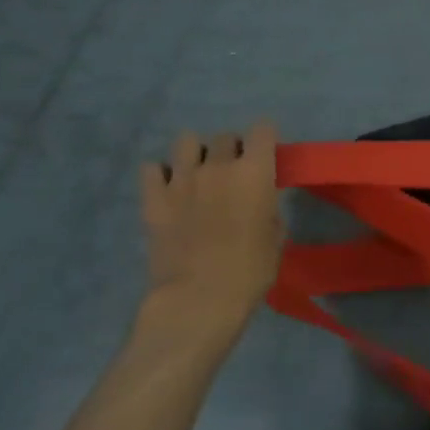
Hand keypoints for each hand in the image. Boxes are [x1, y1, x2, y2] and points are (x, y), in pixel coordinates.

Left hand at [138, 123, 283, 361]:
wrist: (198, 300)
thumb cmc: (249, 273)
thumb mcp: (276, 239)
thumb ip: (269, 208)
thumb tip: (261, 200)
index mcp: (255, 172)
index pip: (263, 129)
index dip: (266, 141)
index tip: (267, 158)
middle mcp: (218, 166)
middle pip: (225, 137)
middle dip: (232, 150)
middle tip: (233, 175)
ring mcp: (182, 179)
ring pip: (186, 141)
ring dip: (196, 154)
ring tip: (198, 176)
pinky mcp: (154, 198)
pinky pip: (152, 168)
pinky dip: (161, 175)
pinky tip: (169, 191)